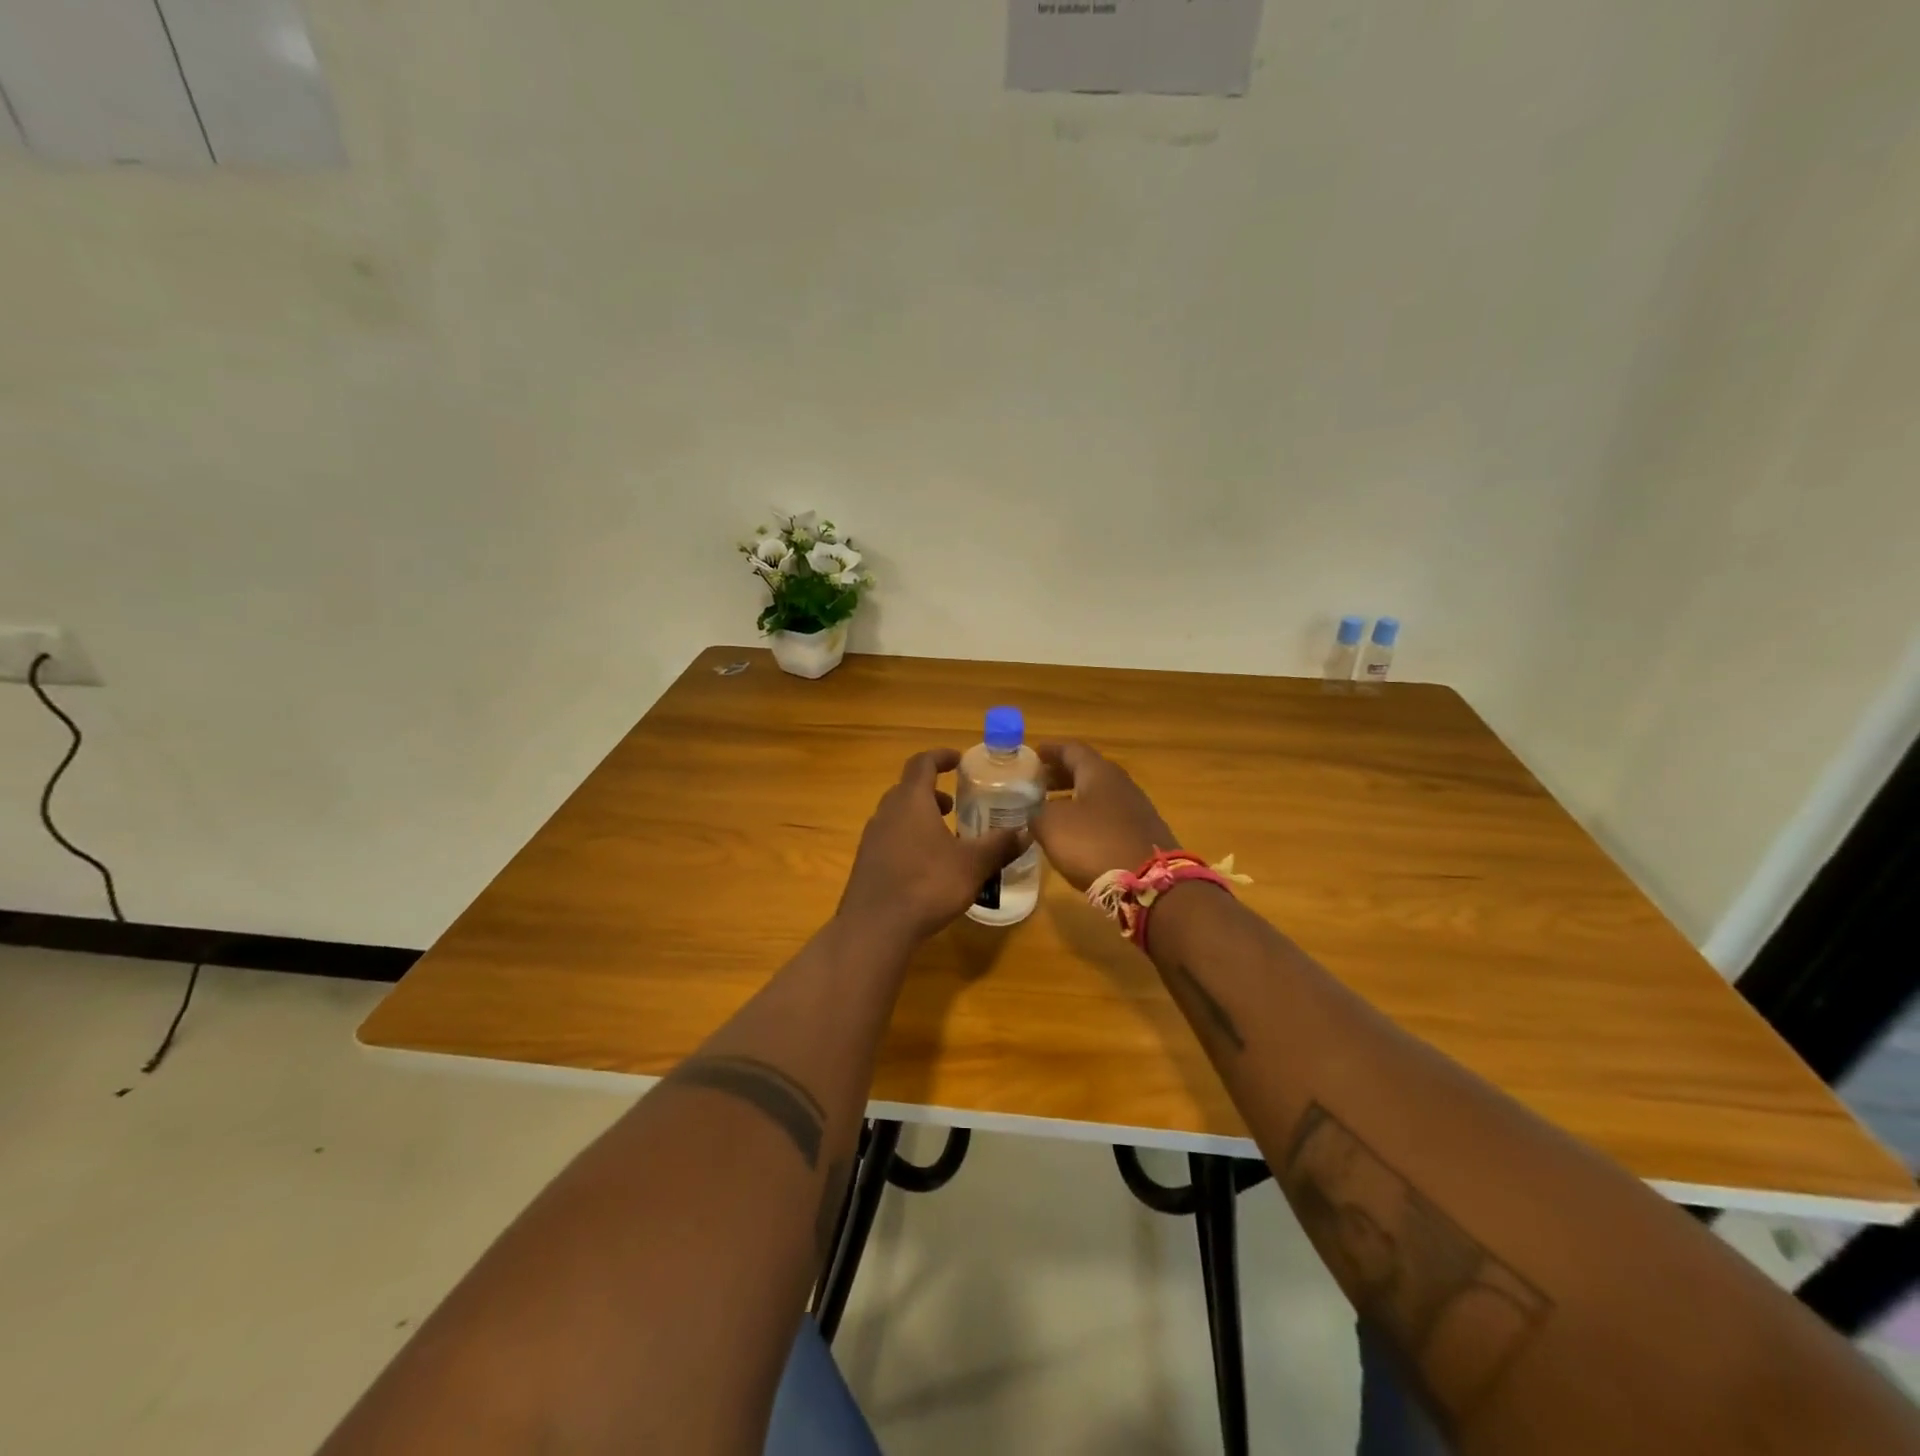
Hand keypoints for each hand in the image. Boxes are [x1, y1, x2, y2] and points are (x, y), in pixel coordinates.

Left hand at [838, 749, 1023, 944]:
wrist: (875, 927)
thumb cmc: (927, 885)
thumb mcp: (972, 865)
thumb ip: (999, 846)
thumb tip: (1026, 832)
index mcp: (911, 801)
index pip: (922, 763)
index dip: (940, 756)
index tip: (958, 759)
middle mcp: (886, 813)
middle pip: (907, 789)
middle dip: (932, 792)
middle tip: (955, 805)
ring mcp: (871, 838)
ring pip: (897, 815)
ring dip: (919, 817)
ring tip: (944, 837)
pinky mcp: (865, 863)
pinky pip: (889, 838)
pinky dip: (908, 839)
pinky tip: (925, 866)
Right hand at [1031, 742, 1177, 890]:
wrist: (1150, 883)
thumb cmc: (1094, 844)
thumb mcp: (1051, 826)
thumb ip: (1037, 814)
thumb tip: (1035, 814)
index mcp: (1098, 772)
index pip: (1072, 749)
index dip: (1051, 750)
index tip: (1034, 753)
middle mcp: (1120, 783)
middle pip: (1087, 771)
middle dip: (1061, 775)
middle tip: (1038, 784)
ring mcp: (1136, 809)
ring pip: (1099, 795)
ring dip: (1074, 798)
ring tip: (1052, 810)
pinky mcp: (1142, 834)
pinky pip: (1109, 817)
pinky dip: (1089, 819)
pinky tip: (1077, 835)